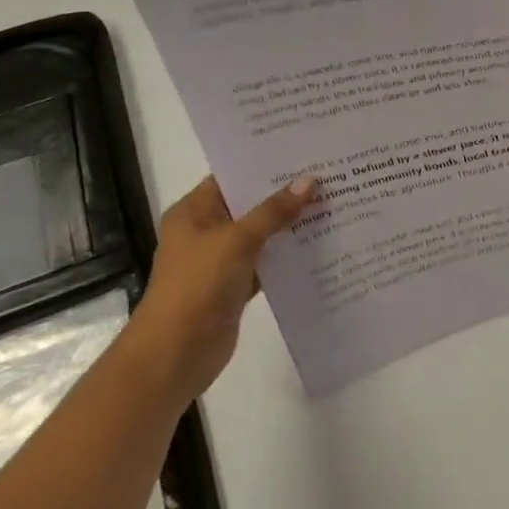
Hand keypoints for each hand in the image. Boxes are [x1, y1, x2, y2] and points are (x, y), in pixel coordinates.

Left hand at [133, 174, 315, 396]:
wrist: (175, 354)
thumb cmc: (198, 286)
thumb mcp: (237, 240)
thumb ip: (274, 211)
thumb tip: (310, 180)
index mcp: (194, 211)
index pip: (232, 177)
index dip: (265, 165)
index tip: (303, 154)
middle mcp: (206, 231)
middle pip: (250, 205)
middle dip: (285, 195)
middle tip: (328, 176)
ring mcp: (220, 261)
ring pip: (261, 235)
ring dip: (290, 226)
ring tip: (332, 204)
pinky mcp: (235, 286)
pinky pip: (266, 263)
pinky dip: (287, 256)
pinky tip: (320, 244)